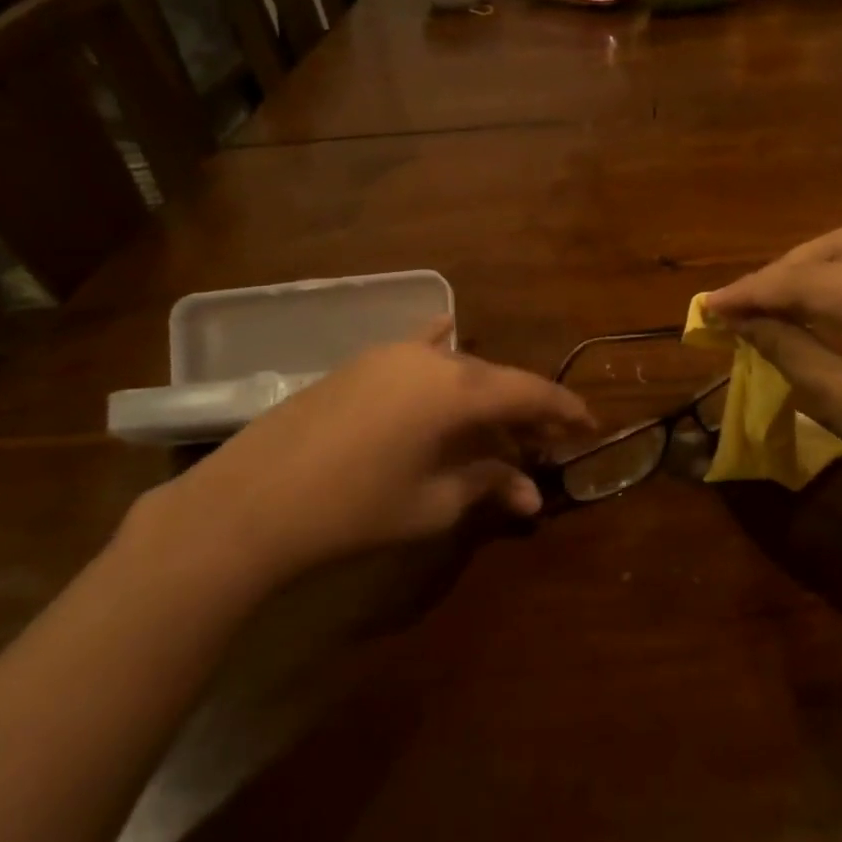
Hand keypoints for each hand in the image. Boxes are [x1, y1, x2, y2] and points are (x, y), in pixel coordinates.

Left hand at [140, 324, 592, 594]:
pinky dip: (442, 353)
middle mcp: (432, 358)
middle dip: (525, 410)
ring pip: (459, 369)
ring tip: (501, 426)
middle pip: (496, 380)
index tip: (590, 426)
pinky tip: (449, 332)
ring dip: (485, 396)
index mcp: (458, 389)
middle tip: (547, 441)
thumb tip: (532, 493)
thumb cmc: (355, 509)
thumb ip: (489, 485)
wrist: (250, 504)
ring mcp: (391, 355)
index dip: (565, 410)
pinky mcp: (360, 364)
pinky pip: (418, 354)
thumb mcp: (433, 503)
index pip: (530, 392)